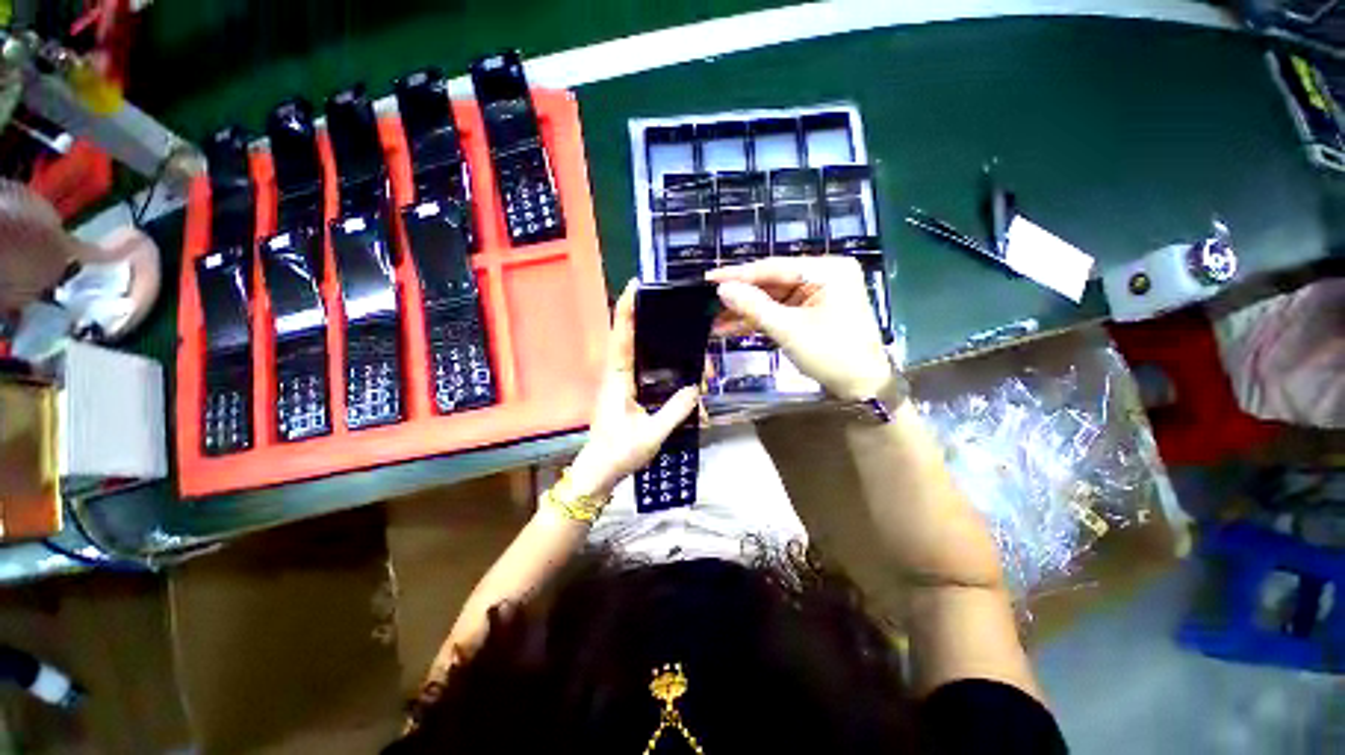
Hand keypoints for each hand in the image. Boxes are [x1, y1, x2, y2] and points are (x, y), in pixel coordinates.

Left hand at [567, 280, 699, 498]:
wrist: (599, 472)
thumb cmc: (619, 453)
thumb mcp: (651, 435)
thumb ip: (674, 411)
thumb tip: (695, 388)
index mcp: (617, 380)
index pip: (621, 338)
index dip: (627, 311)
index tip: (635, 286)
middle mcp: (617, 376)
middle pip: (630, 339)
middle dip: (647, 320)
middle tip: (674, 313)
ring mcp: (621, 383)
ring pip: (638, 352)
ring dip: (656, 342)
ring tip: (683, 342)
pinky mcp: (627, 392)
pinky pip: (643, 368)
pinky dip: (659, 361)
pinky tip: (678, 367)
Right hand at [707, 257, 892, 400]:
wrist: (862, 388)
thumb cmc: (833, 354)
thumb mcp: (789, 329)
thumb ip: (754, 306)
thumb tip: (722, 289)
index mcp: (827, 270)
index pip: (774, 268)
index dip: (739, 275)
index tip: (709, 278)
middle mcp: (823, 275)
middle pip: (772, 283)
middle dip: (741, 297)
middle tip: (708, 302)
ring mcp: (816, 295)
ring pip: (772, 299)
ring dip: (745, 312)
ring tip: (714, 321)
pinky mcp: (810, 313)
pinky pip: (779, 312)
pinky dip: (758, 321)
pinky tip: (730, 328)